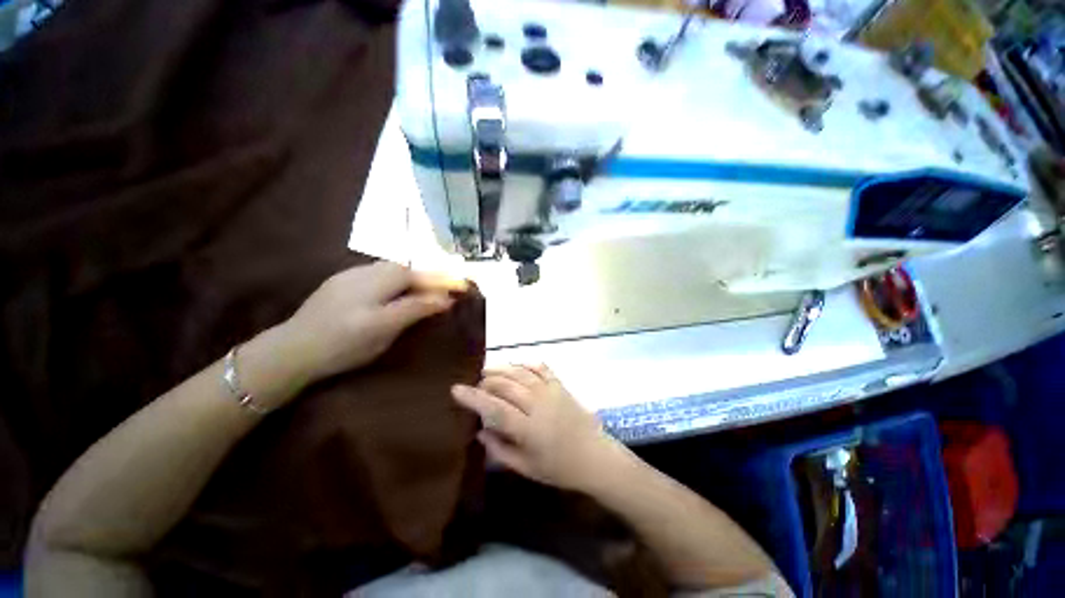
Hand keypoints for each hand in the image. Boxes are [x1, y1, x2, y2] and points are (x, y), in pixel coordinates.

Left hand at [281, 261, 466, 382]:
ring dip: (409, 275)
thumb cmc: (343, 345)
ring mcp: (350, 275)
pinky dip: (392, 278)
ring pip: (389, 268)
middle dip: (426, 275)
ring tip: (420, 289)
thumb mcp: (384, 329)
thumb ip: (415, 309)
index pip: (419, 277)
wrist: (291, 350)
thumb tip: (445, 298)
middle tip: (442, 289)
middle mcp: (366, 273)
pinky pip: (375, 273)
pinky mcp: (340, 282)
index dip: (442, 280)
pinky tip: (391, 290)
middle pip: (404, 267)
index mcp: (379, 285)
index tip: (462, 284)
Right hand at [451, 365, 628, 491]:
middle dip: (486, 381)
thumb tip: (479, 431)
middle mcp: (538, 405)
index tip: (456, 389)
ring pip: (521, 373)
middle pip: (506, 385)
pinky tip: (516, 364)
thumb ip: (500, 449)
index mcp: (528, 429)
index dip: (473, 398)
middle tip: (474, 383)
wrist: (595, 457)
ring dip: (502, 369)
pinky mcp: (560, 385)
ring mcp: (551, 392)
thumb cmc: (559, 468)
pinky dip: (526, 364)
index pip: (495, 408)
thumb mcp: (526, 468)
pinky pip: (541, 368)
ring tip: (488, 370)